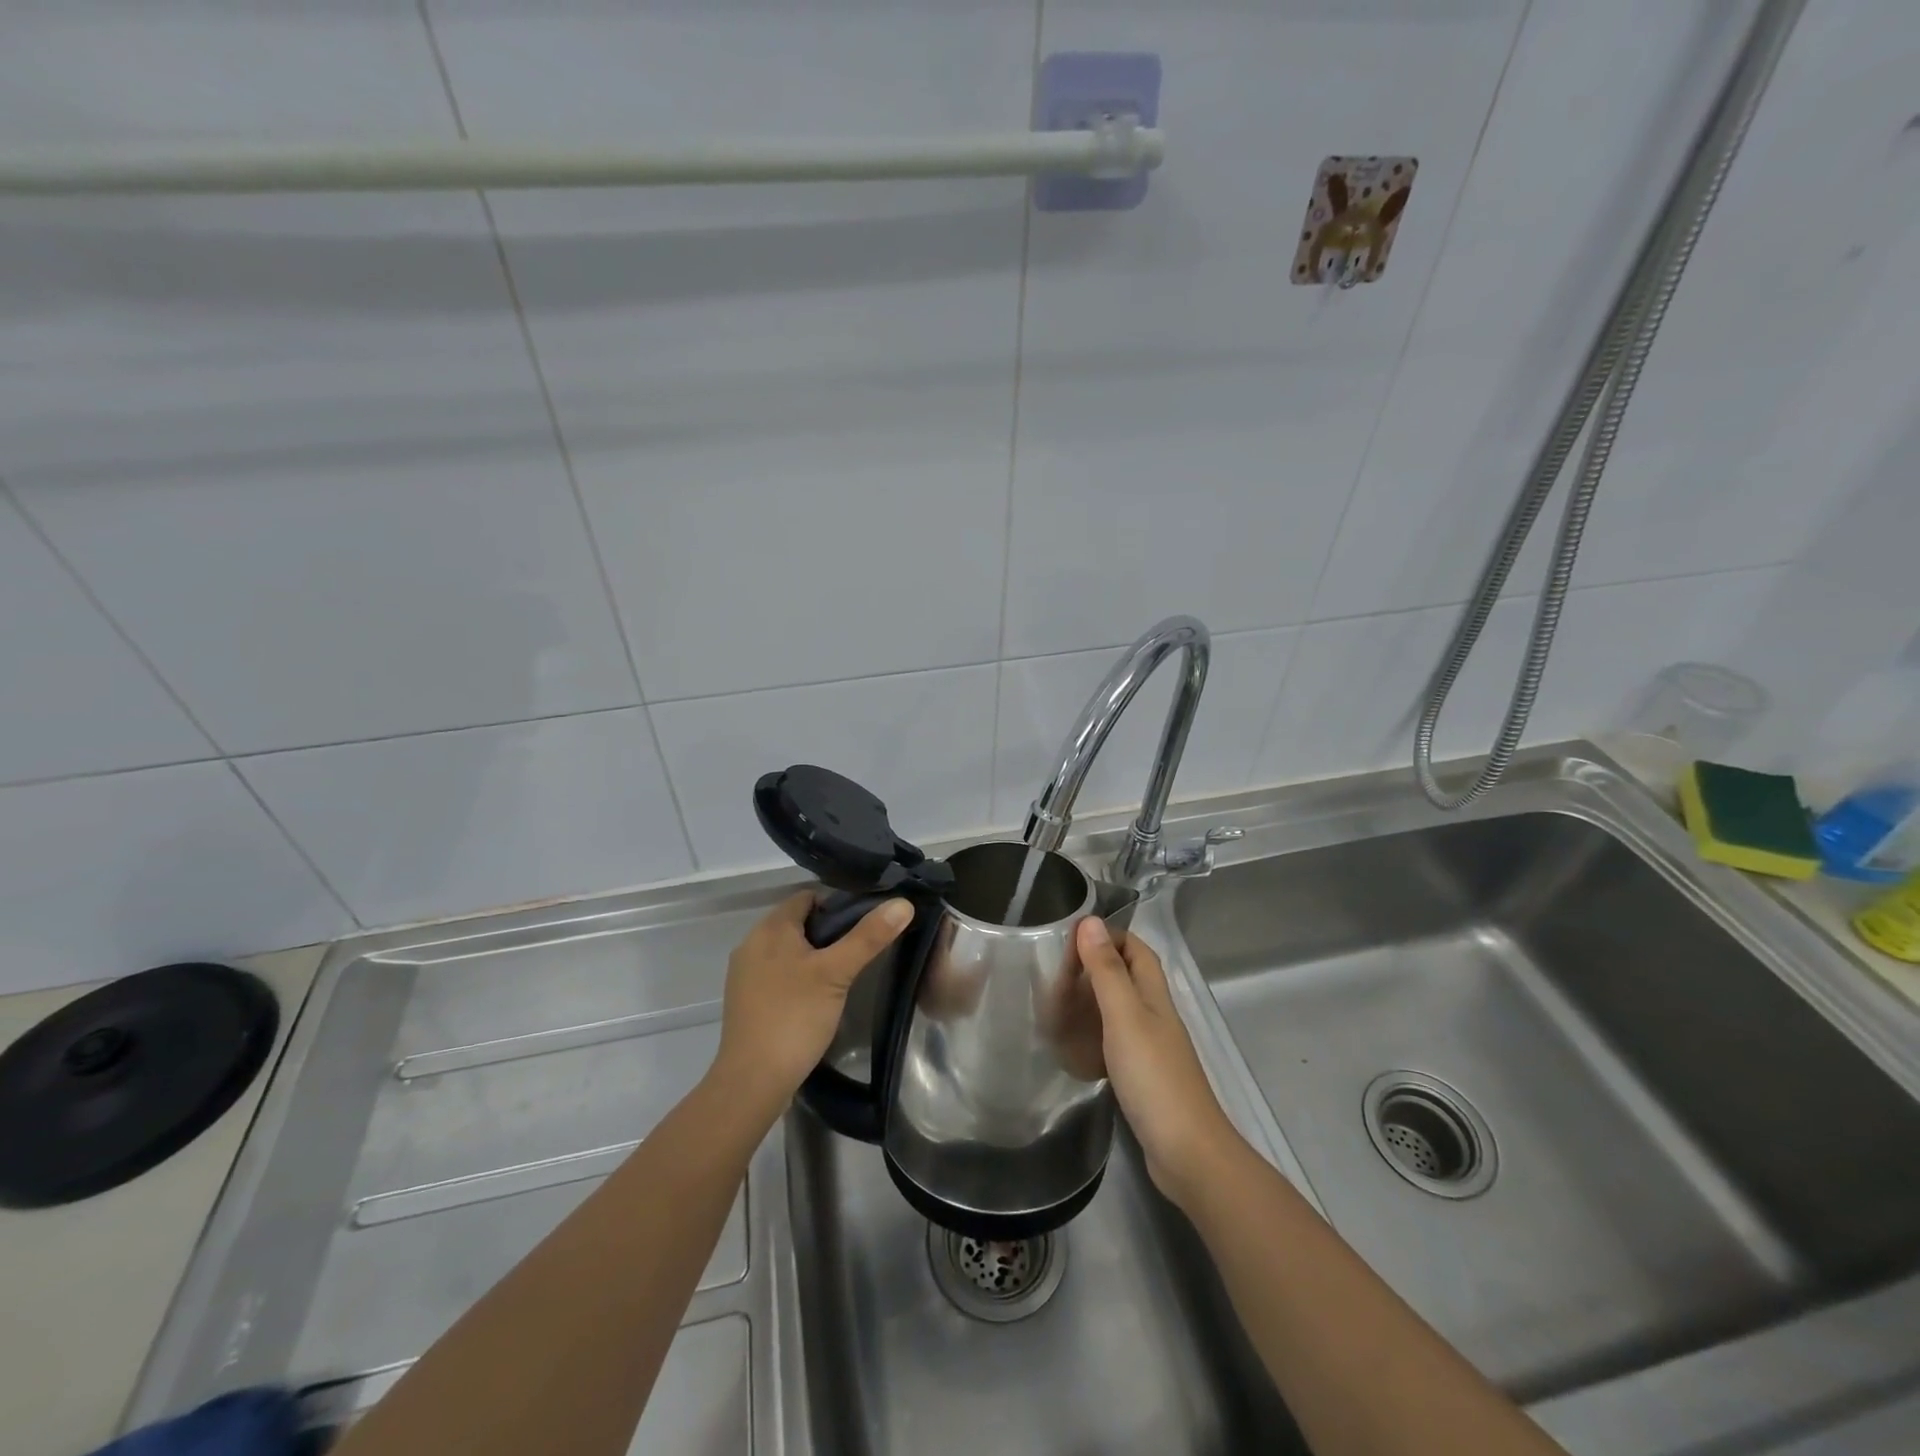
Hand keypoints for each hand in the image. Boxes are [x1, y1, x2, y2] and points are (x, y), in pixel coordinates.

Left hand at [712, 891, 913, 1114]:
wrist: (752, 1081)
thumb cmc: (794, 1017)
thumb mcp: (837, 973)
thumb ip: (869, 937)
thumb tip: (903, 903)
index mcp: (770, 928)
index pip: (807, 897)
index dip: (838, 904)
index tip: (864, 924)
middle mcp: (752, 943)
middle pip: (798, 922)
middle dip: (828, 932)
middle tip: (859, 951)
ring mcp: (745, 973)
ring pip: (788, 949)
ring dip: (814, 955)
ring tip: (843, 974)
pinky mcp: (746, 1000)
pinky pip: (777, 973)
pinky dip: (798, 976)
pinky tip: (816, 997)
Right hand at [1077, 916, 1244, 1208]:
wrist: (1187, 1152)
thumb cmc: (1153, 1076)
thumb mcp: (1124, 1016)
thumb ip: (1106, 971)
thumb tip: (1090, 921)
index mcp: (1155, 996)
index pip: (1137, 950)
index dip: (1109, 936)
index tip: (1071, 936)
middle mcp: (1156, 1016)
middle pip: (1128, 977)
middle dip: (1095, 967)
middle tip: (1055, 971)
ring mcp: (1152, 1049)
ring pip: (1120, 1011)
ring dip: (1092, 1001)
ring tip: (1055, 1003)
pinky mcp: (1144, 1078)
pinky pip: (1115, 1043)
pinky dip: (1094, 1036)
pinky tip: (1073, 1047)